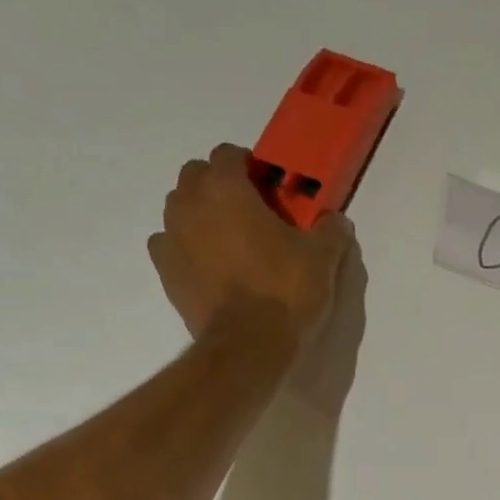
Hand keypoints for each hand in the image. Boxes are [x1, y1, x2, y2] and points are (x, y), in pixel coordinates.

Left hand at [149, 143, 355, 345]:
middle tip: (250, 213)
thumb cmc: (285, 291)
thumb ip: (330, 231)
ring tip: (230, 242)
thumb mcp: (322, 259)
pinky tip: (209, 266)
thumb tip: (335, 220)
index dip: (250, 167)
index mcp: (226, 188)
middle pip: (197, 175)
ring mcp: (171, 237)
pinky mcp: (165, 271)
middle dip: (220, 185)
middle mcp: (190, 203)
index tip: (270, 189)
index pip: (229, 154)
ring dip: (201, 214)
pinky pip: (170, 244)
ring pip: (180, 208)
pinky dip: (187, 247)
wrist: (248, 345)